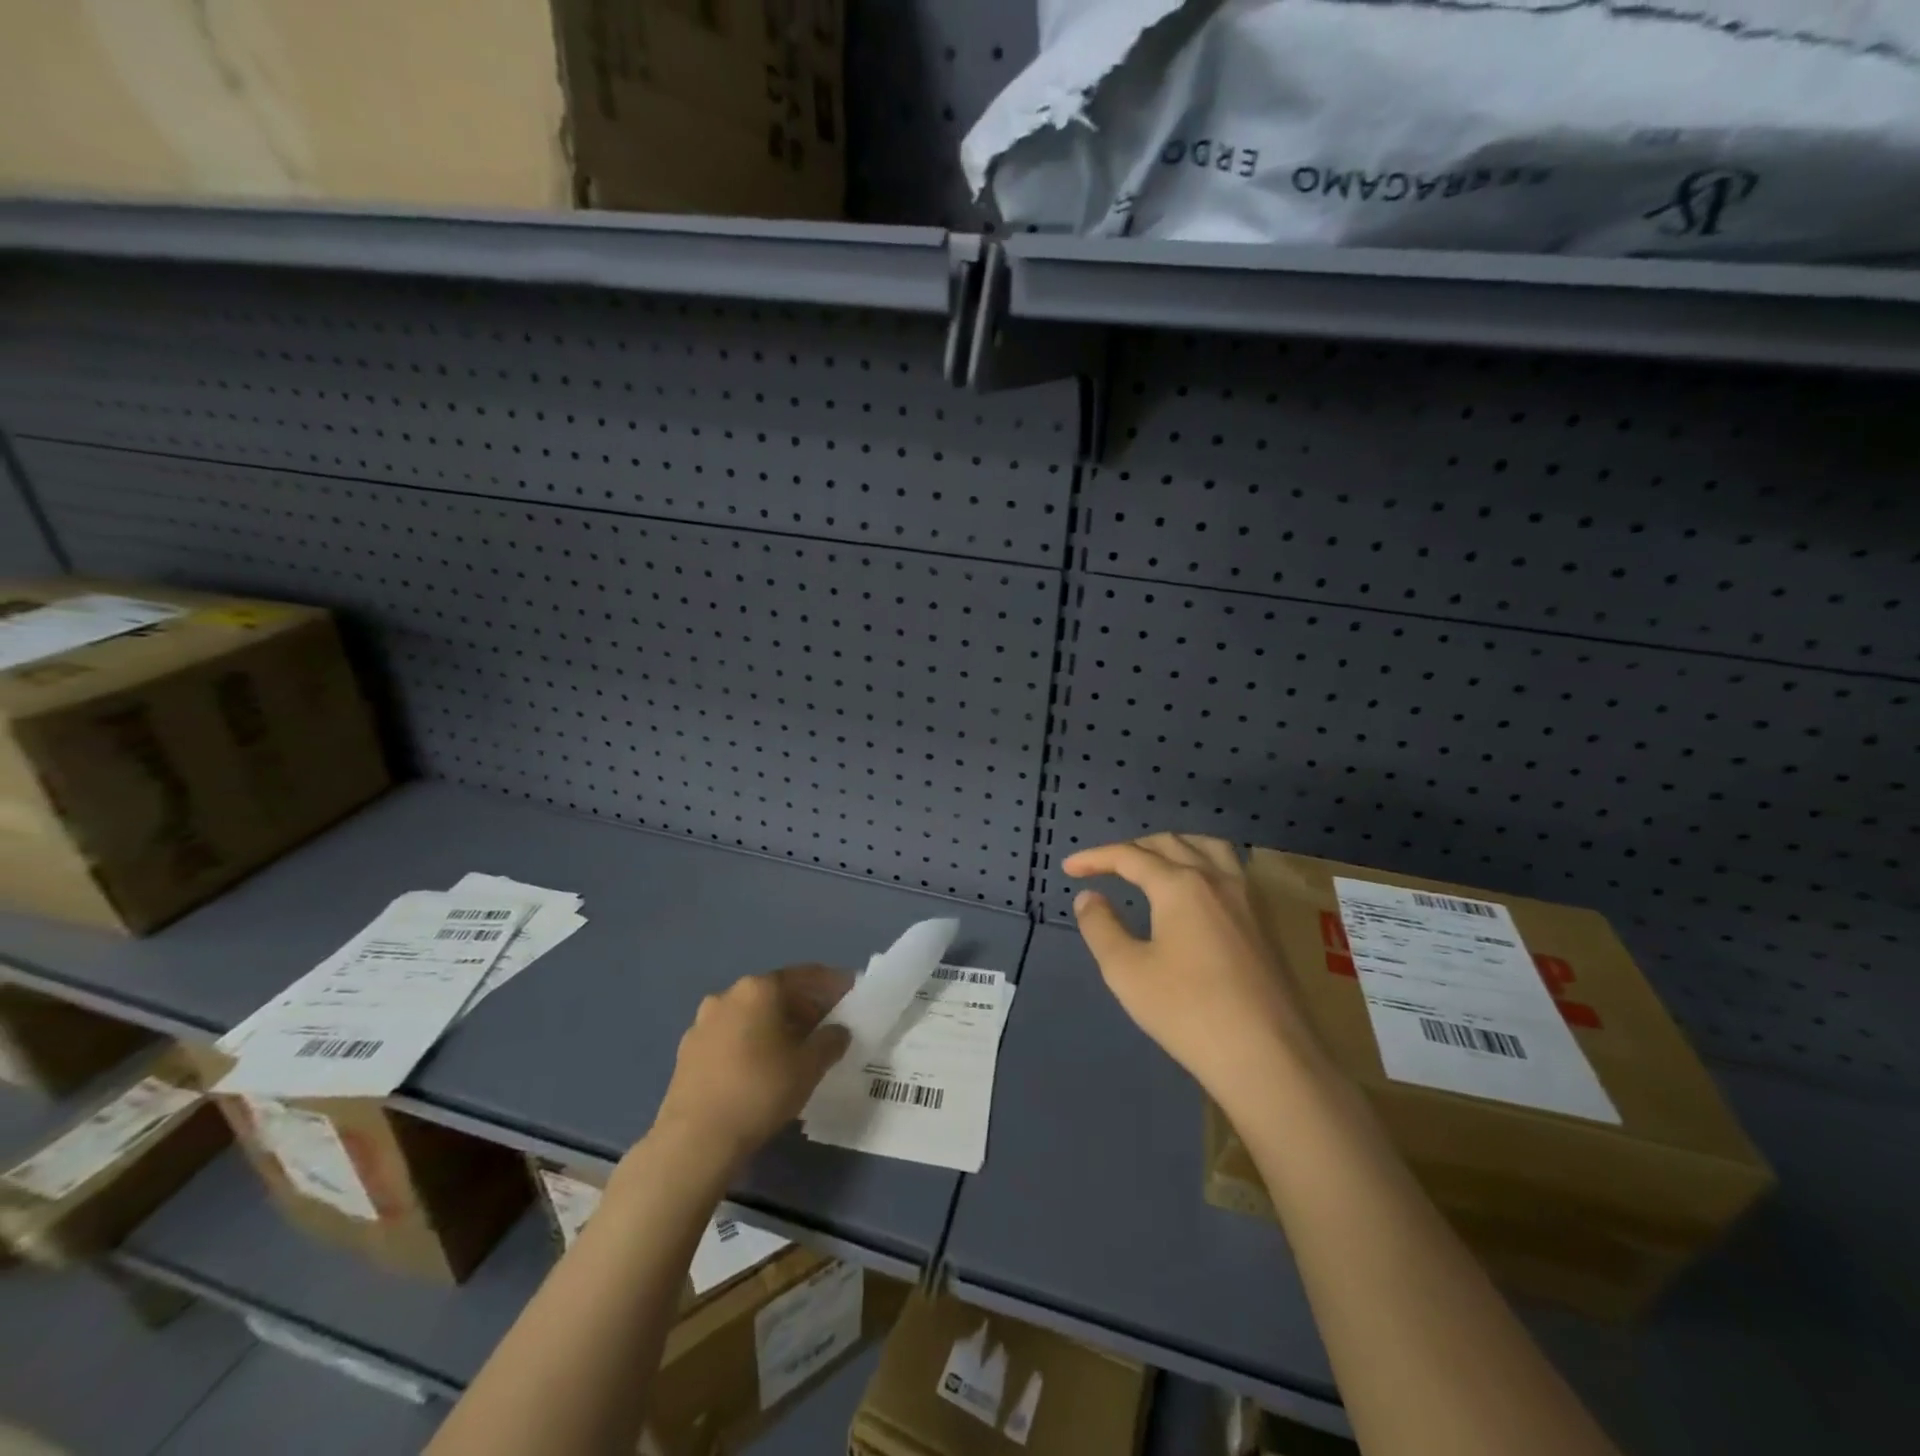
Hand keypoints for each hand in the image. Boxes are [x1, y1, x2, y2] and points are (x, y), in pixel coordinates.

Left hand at [652, 965, 851, 1169]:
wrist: (694, 1141)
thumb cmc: (760, 1091)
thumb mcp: (809, 1067)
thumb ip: (831, 1041)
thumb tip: (838, 1031)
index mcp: (759, 989)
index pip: (804, 975)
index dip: (832, 983)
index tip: (850, 992)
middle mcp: (728, 996)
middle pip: (775, 994)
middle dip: (803, 1008)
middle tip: (825, 1029)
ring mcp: (702, 1024)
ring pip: (750, 1016)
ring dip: (774, 1027)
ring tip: (794, 1053)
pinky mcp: (687, 1053)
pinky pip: (730, 1038)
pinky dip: (750, 1044)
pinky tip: (760, 1071)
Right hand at [1065, 834, 1327, 1108]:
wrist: (1267, 1057)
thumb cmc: (1187, 1012)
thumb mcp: (1126, 971)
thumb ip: (1101, 927)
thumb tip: (1089, 897)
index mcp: (1180, 885)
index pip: (1129, 856)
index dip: (1095, 858)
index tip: (1069, 868)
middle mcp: (1216, 879)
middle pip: (1169, 843)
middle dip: (1132, 848)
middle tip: (1105, 867)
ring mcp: (1247, 898)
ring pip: (1208, 847)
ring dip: (1174, 846)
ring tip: (1154, 863)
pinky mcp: (1265, 921)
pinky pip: (1230, 869)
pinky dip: (1203, 862)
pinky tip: (1197, 891)